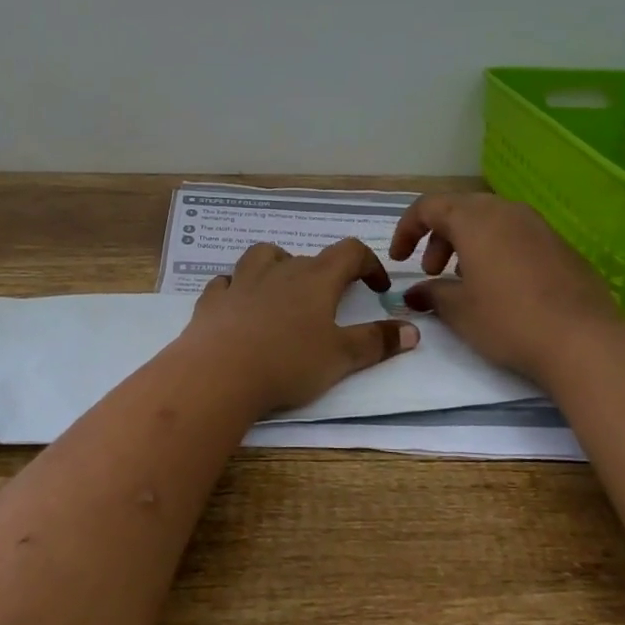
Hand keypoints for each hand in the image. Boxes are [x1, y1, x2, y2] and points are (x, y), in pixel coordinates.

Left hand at [179, 239, 418, 415]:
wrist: (220, 372)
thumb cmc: (288, 362)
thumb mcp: (341, 357)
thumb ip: (377, 342)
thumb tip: (412, 329)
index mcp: (316, 279)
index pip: (349, 252)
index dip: (368, 264)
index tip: (377, 287)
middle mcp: (279, 270)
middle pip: (307, 258)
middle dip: (323, 276)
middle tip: (330, 306)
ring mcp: (241, 281)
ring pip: (262, 257)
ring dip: (276, 266)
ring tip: (282, 291)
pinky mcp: (213, 299)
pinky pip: (226, 282)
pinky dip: (237, 288)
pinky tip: (239, 306)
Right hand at [388, 193, 622, 381]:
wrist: (585, 340)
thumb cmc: (509, 320)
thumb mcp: (459, 311)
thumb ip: (432, 295)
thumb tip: (416, 293)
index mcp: (474, 219)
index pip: (428, 207)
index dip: (407, 230)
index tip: (399, 259)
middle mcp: (506, 211)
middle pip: (460, 209)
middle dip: (438, 236)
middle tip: (431, 271)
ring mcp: (538, 225)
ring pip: (490, 220)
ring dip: (467, 243)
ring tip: (464, 280)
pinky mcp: (560, 245)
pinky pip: (516, 235)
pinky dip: (496, 250)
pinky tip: (500, 287)